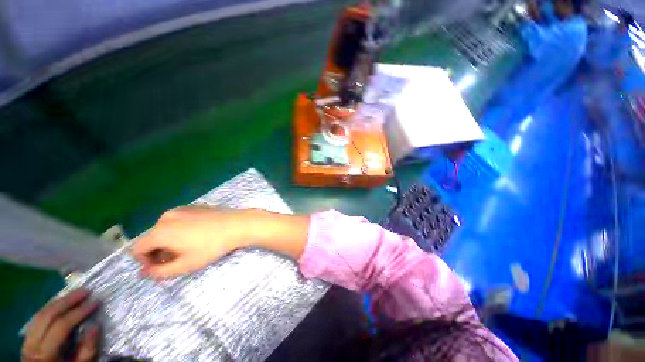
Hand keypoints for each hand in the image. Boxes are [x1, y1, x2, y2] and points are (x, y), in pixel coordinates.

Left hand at [22, 289, 99, 361]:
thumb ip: (87, 349)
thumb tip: (96, 325)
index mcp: (46, 353)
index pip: (62, 326)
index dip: (78, 312)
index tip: (96, 302)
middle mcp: (33, 343)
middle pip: (48, 316)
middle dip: (67, 301)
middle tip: (86, 291)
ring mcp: (28, 338)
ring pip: (41, 313)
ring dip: (59, 301)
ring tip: (75, 293)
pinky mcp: (28, 335)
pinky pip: (38, 316)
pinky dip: (51, 306)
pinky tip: (61, 302)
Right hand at [133, 206, 254, 277]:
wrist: (237, 224)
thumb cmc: (211, 246)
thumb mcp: (185, 265)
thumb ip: (159, 272)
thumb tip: (143, 272)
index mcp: (160, 231)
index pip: (137, 249)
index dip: (145, 261)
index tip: (162, 265)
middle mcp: (166, 217)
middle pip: (151, 238)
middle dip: (159, 251)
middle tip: (178, 258)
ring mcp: (181, 209)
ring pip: (164, 229)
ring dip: (169, 241)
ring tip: (189, 247)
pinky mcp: (193, 206)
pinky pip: (177, 220)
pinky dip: (179, 229)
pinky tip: (198, 234)